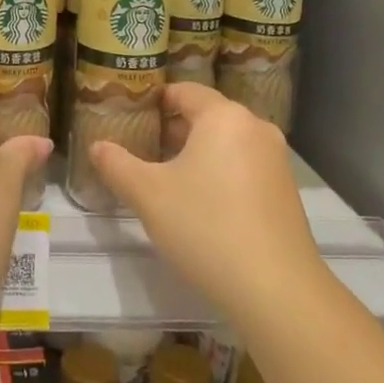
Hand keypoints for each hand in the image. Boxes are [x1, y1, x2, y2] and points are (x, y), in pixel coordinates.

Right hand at [89, 82, 327, 329]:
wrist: (277, 292)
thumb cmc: (206, 228)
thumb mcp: (148, 195)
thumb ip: (117, 165)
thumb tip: (96, 146)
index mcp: (223, 116)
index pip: (184, 91)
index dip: (155, 101)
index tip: (131, 117)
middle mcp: (255, 128)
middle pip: (206, 116)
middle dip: (173, 130)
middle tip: (143, 150)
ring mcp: (276, 160)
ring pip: (227, 143)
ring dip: (197, 154)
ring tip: (167, 179)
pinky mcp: (287, 192)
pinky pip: (245, 167)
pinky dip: (221, 174)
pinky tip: (202, 205)